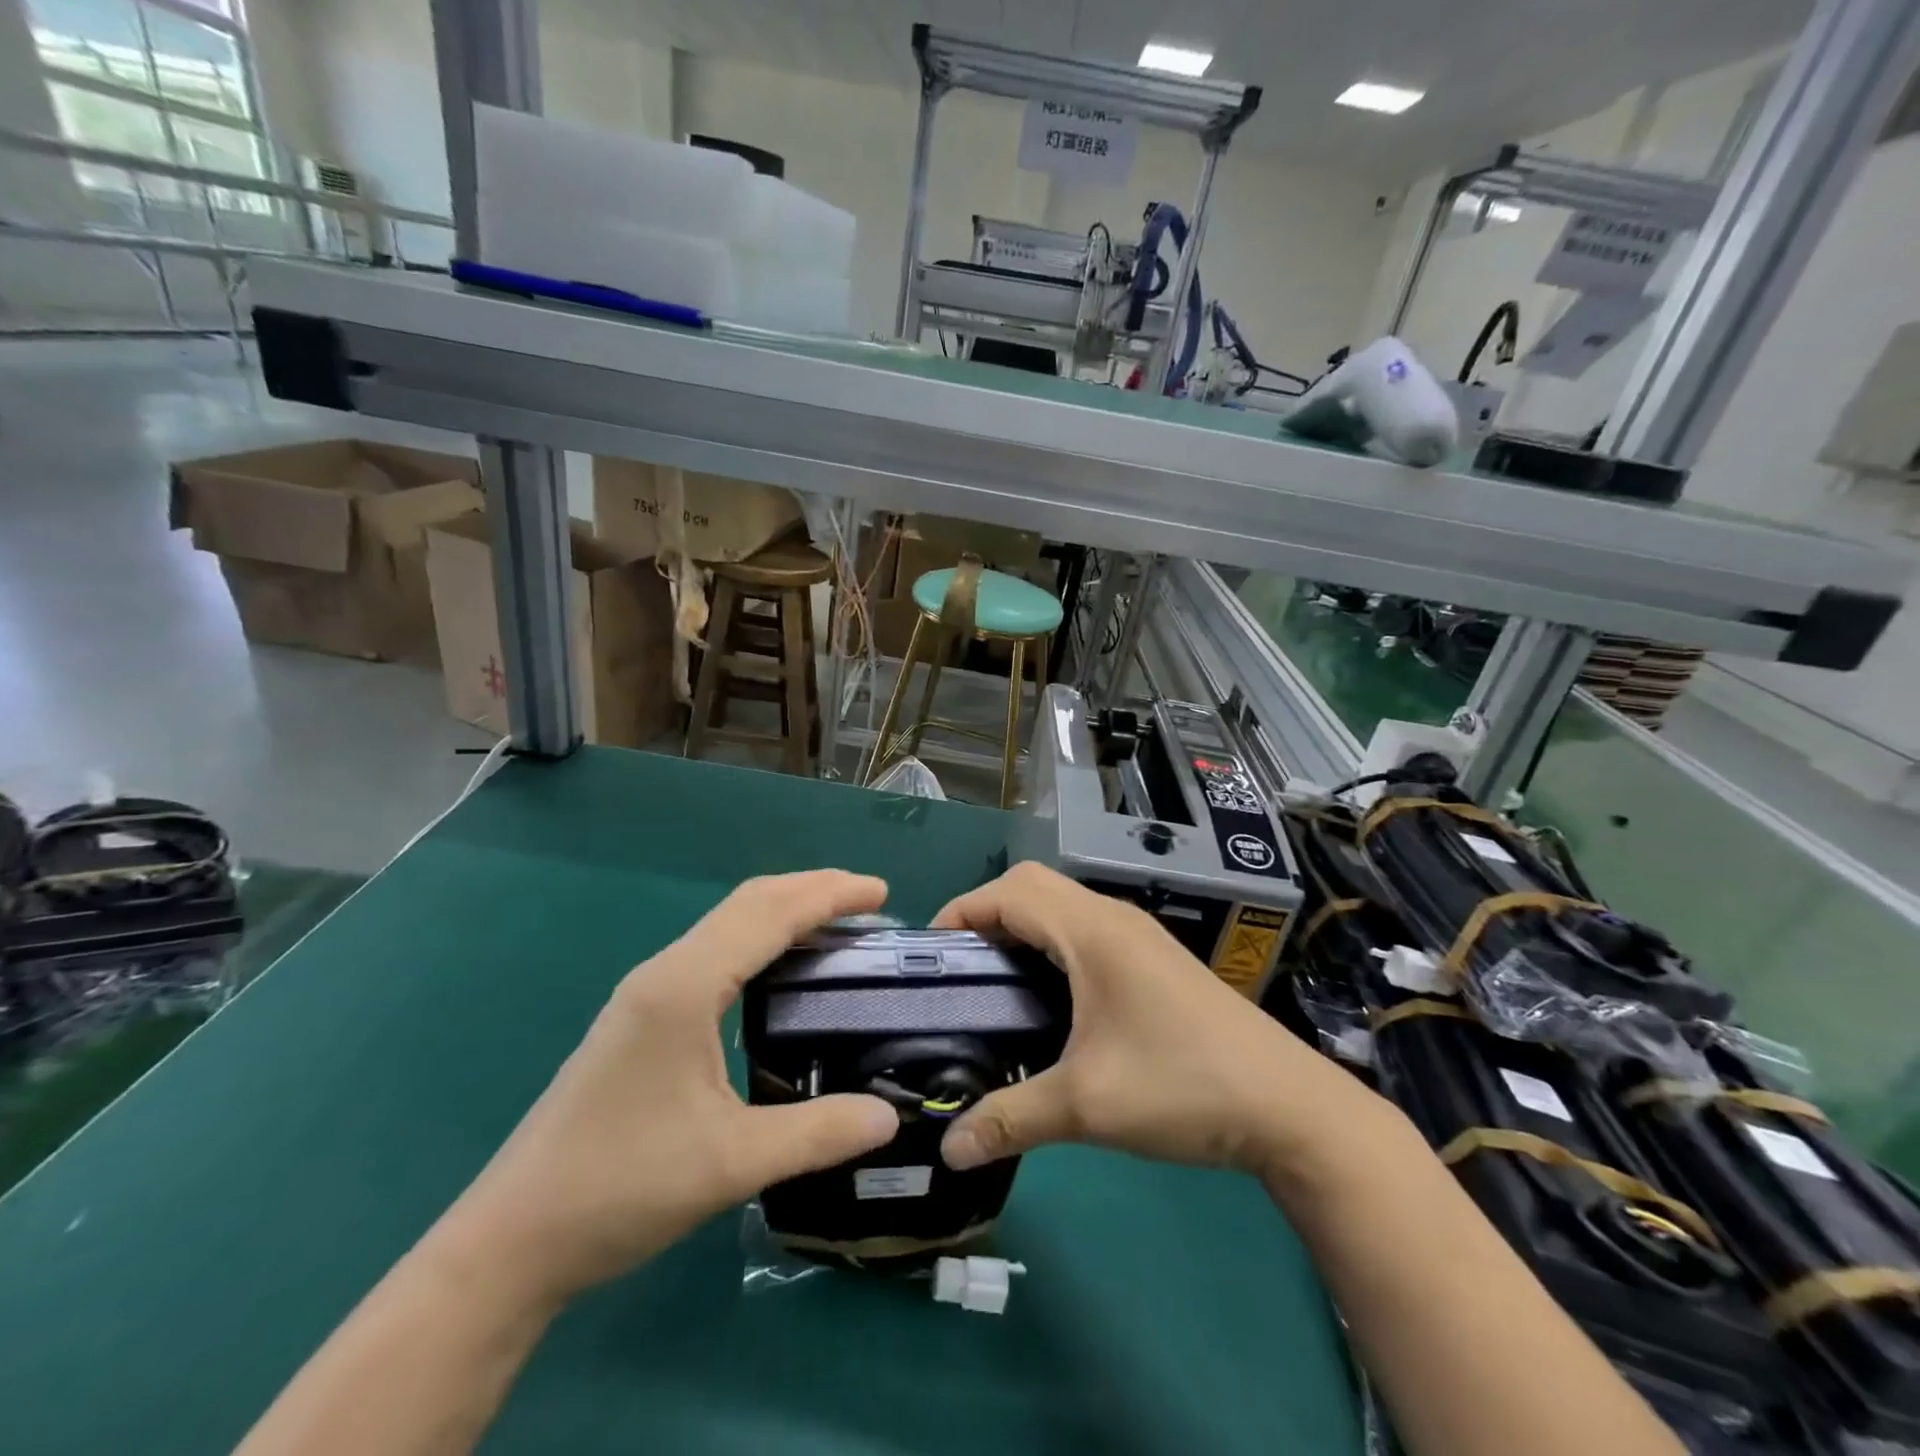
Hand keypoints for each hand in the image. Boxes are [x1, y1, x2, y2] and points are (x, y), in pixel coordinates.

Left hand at [434, 871, 900, 1307]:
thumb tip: (890, 1118)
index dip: (829, 895)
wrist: (510, 1240)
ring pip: (728, 923)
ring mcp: (649, 992)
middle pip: (749, 902)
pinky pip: (714, 950)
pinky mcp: (642, 1016)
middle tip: (869, 901)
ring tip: (836, 926)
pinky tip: (780, 970)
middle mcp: (666, 972)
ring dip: (784, 911)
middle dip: (812, 889)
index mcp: (686, 987)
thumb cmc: (620, 1188)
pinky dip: (760, 938)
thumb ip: (816, 1135)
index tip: (882, 892)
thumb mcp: (730, 1165)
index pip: (770, 914)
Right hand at [933, 862, 1366, 1178]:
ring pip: (1062, 907)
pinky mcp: (1154, 960)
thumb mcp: (1087, 1106)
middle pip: (1033, 887)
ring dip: (1021, 928)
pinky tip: (1047, 997)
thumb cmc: (1182, 1086)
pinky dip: (1051, 944)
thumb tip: (948, 1149)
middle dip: (987, 914)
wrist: (1288, 1106)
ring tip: (992, 983)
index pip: (1010, 891)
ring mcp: (1138, 937)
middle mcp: (1113, 919)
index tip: (932, 955)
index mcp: (1092, 932)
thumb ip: (1011, 1119)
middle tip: (960, 969)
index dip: (963, 911)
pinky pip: (1085, 930)